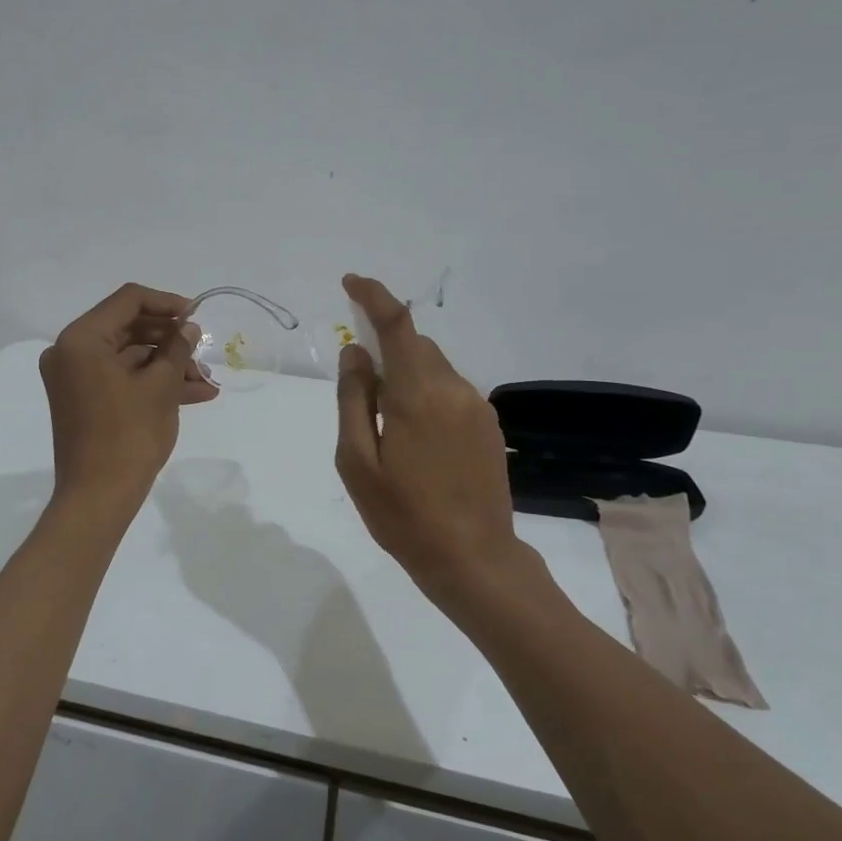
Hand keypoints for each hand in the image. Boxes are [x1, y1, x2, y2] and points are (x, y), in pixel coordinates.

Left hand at [40, 284, 218, 508]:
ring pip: (128, 356)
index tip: (197, 317)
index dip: (167, 304)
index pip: (128, 300)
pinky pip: (121, 378)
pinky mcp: (84, 400)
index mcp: (81, 339)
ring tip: (206, 382)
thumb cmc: (128, 436)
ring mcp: (74, 378)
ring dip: (167, 365)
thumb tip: (189, 328)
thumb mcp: (161, 387)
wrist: (98, 497)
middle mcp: (70, 351)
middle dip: (170, 340)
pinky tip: (194, 393)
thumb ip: (176, 348)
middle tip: (203, 352)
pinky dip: (152, 383)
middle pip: (128, 328)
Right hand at [335, 274, 526, 603]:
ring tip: (389, 428)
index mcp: (417, 394)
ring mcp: (477, 407)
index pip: (397, 325)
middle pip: (416, 345)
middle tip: (361, 386)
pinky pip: (451, 392)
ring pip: (434, 369)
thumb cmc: (402, 514)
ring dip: (407, 376)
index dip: (374, 296)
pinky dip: (427, 396)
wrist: (473, 558)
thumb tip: (355, 353)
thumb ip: (353, 399)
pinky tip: (418, 442)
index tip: (352, 282)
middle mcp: (453, 389)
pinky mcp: (489, 426)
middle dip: (387, 348)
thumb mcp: (356, 460)